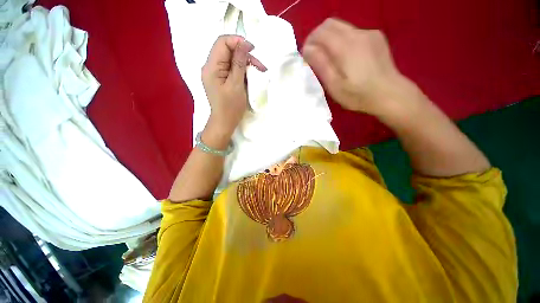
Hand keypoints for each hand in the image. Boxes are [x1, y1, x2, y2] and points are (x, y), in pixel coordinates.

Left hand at [201, 35, 265, 144]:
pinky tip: (250, 76)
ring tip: (258, 71)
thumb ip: (239, 63)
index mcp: (211, 67)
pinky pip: (231, 68)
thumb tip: (244, 44)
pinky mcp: (220, 79)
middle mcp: (210, 67)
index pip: (222, 42)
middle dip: (244, 54)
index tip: (253, 50)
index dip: (238, 42)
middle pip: (227, 50)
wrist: (225, 122)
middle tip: (259, 65)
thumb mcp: (236, 84)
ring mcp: (215, 73)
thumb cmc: (231, 107)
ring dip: (245, 63)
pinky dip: (241, 70)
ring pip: (231, 59)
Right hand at [302, 18, 418, 118]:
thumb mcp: (334, 85)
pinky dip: (343, 40)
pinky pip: (353, 32)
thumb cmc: (358, 95)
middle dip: (318, 37)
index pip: (320, 32)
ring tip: (330, 58)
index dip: (309, 42)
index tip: (306, 56)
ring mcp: (369, 33)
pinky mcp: (376, 37)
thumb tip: (307, 49)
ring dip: (330, 39)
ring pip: (341, 27)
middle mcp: (357, 34)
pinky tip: (346, 57)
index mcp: (345, 46)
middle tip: (315, 55)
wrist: (390, 94)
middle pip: (330, 24)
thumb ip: (321, 65)